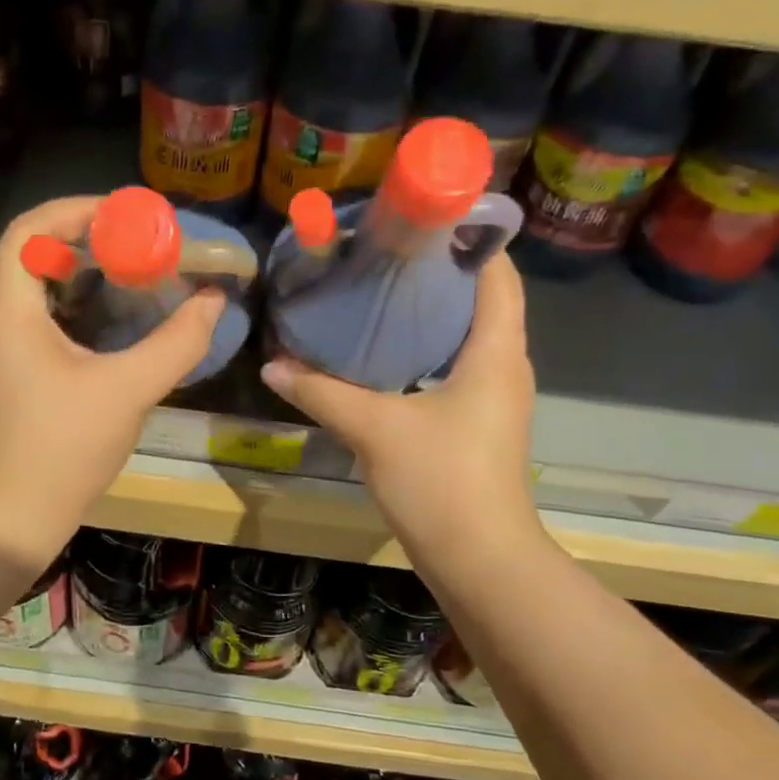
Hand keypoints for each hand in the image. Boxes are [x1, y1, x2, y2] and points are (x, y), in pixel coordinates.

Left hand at [0, 197, 224, 550]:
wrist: (2, 519)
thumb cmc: (63, 449)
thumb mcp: (130, 391)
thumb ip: (177, 342)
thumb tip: (214, 301)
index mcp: (4, 310)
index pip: (29, 230)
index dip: (75, 210)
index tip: (122, 214)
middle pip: (26, 258)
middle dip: (81, 247)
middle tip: (132, 251)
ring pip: (20, 292)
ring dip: (68, 282)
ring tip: (120, 286)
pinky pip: (15, 323)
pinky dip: (53, 313)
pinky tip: (92, 333)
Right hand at [260, 254, 540, 556]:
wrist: (480, 560)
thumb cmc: (441, 481)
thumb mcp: (374, 428)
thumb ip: (321, 391)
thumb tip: (273, 363)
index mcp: (496, 350)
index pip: (497, 272)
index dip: (468, 237)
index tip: (420, 219)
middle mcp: (505, 365)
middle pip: (481, 298)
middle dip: (437, 271)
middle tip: (382, 251)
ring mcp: (495, 396)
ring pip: (468, 333)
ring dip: (430, 311)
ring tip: (376, 290)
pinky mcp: (479, 422)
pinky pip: (457, 364)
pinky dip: (426, 347)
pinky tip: (383, 351)